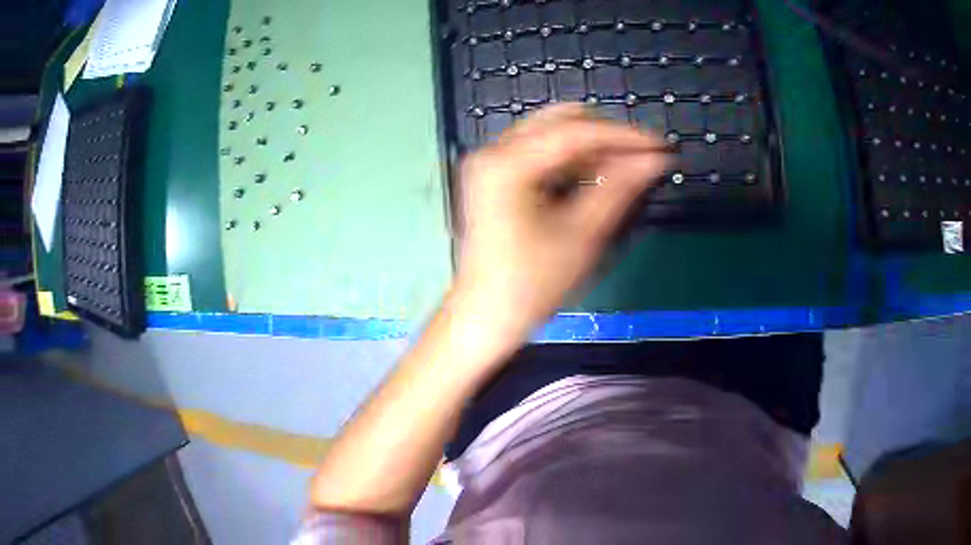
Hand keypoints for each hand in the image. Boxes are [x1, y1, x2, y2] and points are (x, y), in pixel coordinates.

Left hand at [454, 104, 669, 335]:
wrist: (486, 316)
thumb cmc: (531, 285)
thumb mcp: (582, 236)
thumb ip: (620, 189)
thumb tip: (656, 160)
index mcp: (507, 165)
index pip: (575, 133)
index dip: (624, 137)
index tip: (660, 146)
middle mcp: (493, 152)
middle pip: (560, 123)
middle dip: (606, 137)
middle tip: (642, 159)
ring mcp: (491, 163)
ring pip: (551, 134)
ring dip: (591, 148)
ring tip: (627, 171)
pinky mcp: (495, 176)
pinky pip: (540, 153)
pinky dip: (571, 161)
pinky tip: (597, 178)